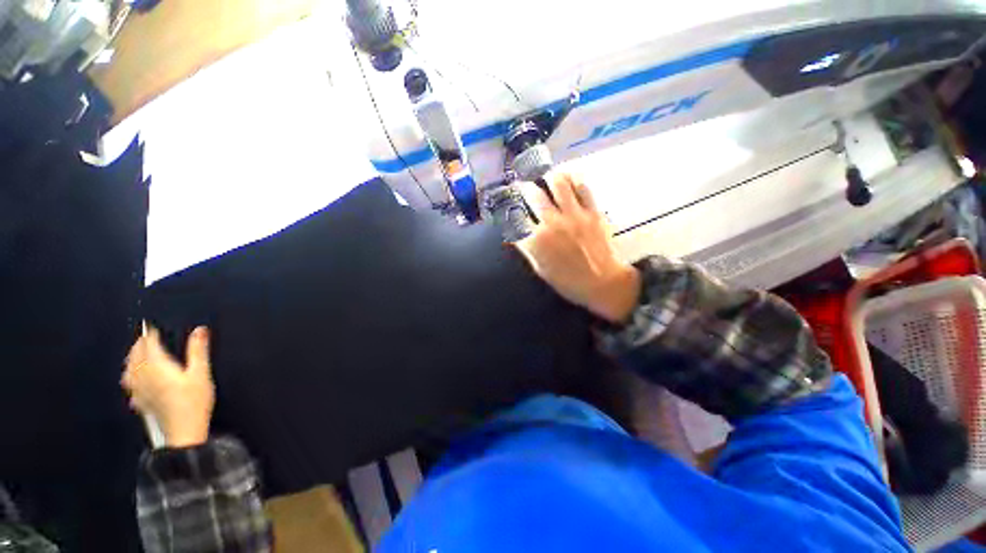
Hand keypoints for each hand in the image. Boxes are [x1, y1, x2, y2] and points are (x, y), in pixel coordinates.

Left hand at [122, 325, 214, 447]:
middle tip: (144, 337)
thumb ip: (198, 351)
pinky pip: (129, 384)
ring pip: (129, 370)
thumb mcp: (201, 374)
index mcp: (157, 367)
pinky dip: (130, 375)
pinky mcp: (139, 401)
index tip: (150, 327)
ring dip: (131, 359)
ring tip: (136, 354)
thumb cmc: (194, 400)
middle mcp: (143, 376)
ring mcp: (139, 390)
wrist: (183, 431)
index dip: (149, 335)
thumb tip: (200, 329)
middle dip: (139, 345)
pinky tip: (132, 378)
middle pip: (135, 357)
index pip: (148, 346)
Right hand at [515, 172, 640, 323]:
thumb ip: (527, 250)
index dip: (511, 209)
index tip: (510, 204)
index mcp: (538, 240)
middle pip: (535, 196)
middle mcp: (553, 223)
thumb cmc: (569, 281)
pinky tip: (569, 177)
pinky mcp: (593, 212)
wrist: (604, 284)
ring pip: (558, 185)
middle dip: (526, 188)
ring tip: (546, 176)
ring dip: (549, 177)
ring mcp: (574, 215)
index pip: (518, 218)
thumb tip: (512, 237)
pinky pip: (583, 188)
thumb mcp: (541, 270)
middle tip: (525, 186)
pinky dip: (574, 179)